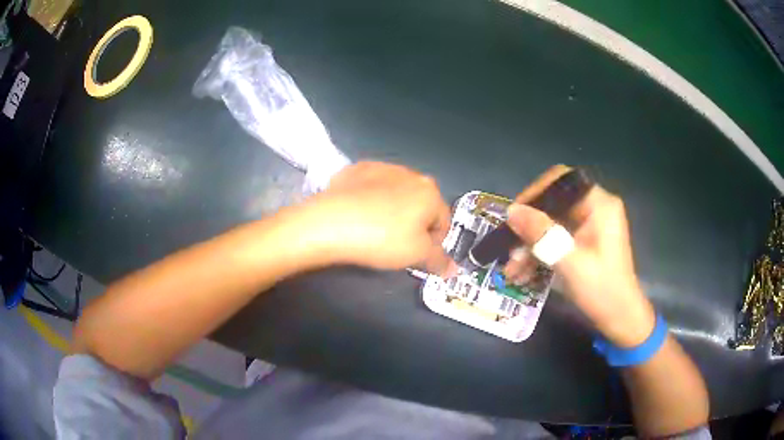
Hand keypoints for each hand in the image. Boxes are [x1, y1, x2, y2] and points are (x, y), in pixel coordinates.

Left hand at [297, 162, 455, 275]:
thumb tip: (453, 270)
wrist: (331, 222)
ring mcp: (381, 168)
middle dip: (414, 224)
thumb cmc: (381, 238)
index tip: (419, 256)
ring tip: (375, 230)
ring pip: (396, 194)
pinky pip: (372, 187)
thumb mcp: (416, 255)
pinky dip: (370, 200)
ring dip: (393, 210)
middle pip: (420, 205)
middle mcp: (410, 174)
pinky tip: (359, 214)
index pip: (443, 222)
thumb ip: (439, 261)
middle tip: (397, 245)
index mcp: (430, 192)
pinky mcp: (356, 169)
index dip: (434, 243)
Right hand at [503, 165, 654, 346]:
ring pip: (551, 225)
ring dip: (530, 246)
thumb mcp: (570, 262)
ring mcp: (588, 227)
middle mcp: (594, 209)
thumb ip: (541, 234)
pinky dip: (540, 254)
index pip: (560, 181)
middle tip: (509, 248)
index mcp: (599, 204)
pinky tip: (522, 274)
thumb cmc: (602, 289)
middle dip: (528, 229)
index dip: (535, 193)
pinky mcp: (583, 243)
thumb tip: (512, 211)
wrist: (620, 319)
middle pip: (553, 205)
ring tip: (512, 270)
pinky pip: (555, 240)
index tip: (514, 215)